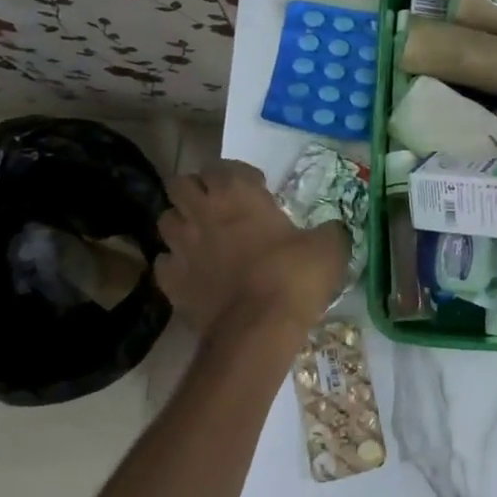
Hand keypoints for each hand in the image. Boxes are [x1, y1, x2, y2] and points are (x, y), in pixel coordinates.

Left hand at [154, 160, 348, 335]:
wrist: (258, 329)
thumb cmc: (292, 277)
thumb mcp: (329, 247)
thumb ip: (329, 231)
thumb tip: (332, 230)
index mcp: (236, 193)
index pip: (222, 166)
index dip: (239, 175)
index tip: (259, 190)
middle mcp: (201, 212)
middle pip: (181, 184)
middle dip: (198, 190)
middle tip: (221, 206)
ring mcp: (181, 247)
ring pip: (165, 220)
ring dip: (182, 223)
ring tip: (203, 237)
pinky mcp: (170, 282)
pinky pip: (163, 263)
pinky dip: (176, 264)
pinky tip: (194, 273)